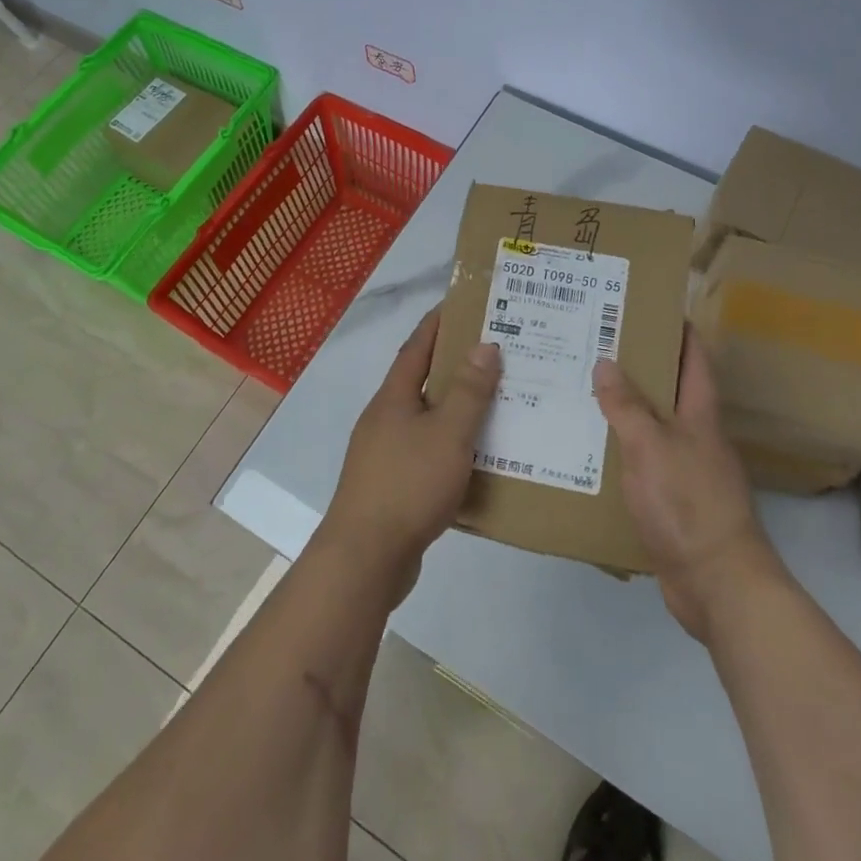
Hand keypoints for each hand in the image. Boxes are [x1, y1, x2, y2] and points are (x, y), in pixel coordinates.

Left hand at [322, 307, 501, 601]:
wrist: (365, 557)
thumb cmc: (408, 485)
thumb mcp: (447, 433)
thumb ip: (467, 391)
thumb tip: (484, 345)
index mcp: (393, 398)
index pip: (416, 347)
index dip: (437, 323)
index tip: (462, 304)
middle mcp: (384, 419)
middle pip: (421, 382)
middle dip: (454, 365)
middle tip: (495, 354)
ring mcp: (384, 454)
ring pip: (426, 420)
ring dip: (455, 409)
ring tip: (496, 404)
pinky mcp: (391, 486)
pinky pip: (426, 454)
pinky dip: (451, 448)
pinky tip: (477, 459)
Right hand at [593, 328, 783, 641]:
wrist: (717, 583)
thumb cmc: (687, 503)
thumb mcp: (650, 446)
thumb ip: (626, 406)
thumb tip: (606, 362)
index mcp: (701, 416)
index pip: (694, 360)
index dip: (679, 331)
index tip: (652, 308)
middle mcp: (698, 438)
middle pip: (672, 392)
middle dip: (641, 368)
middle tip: (597, 347)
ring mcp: (688, 472)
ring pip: (654, 428)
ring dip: (626, 411)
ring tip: (584, 392)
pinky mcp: (675, 503)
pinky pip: (644, 464)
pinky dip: (622, 452)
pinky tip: (592, 452)